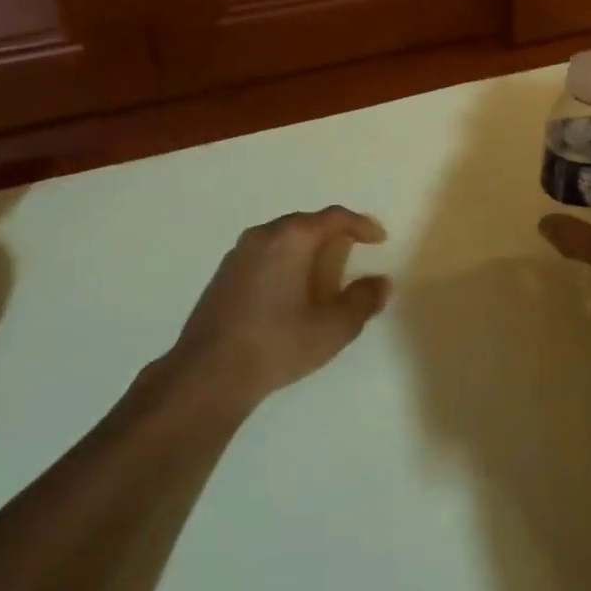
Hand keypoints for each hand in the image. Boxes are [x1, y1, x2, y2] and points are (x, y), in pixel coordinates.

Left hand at [165, 206, 390, 405]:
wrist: (209, 373)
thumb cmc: (278, 344)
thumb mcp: (333, 327)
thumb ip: (362, 300)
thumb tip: (381, 283)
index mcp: (291, 239)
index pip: (333, 218)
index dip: (361, 225)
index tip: (379, 239)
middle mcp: (262, 236)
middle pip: (306, 223)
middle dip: (333, 234)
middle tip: (354, 252)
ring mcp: (238, 254)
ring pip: (282, 238)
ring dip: (307, 248)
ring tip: (325, 272)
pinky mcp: (224, 275)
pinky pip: (264, 254)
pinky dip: (286, 261)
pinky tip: (291, 290)